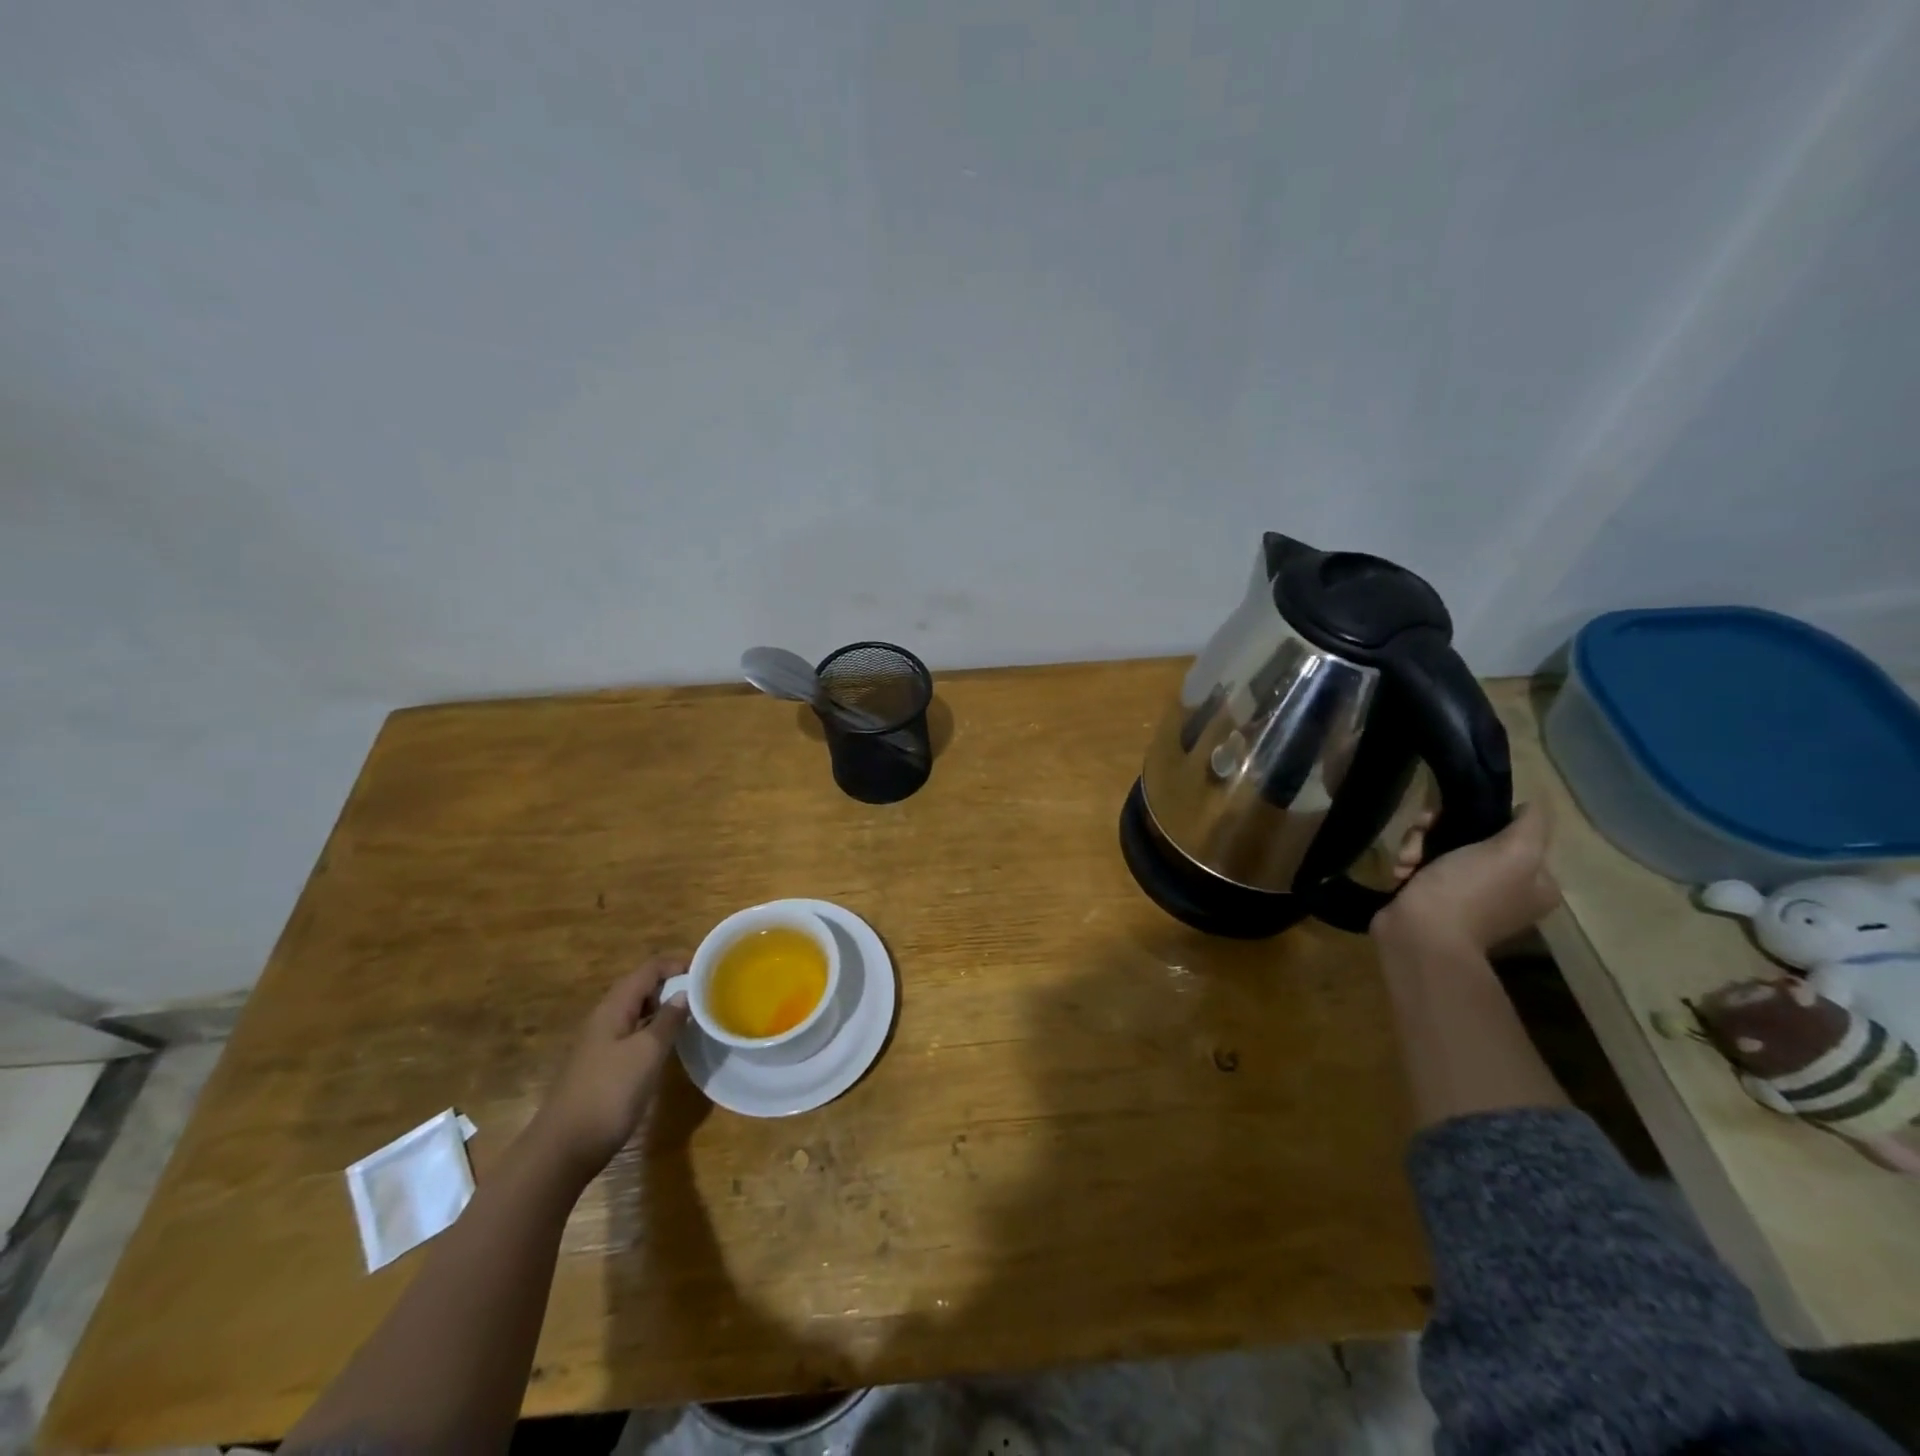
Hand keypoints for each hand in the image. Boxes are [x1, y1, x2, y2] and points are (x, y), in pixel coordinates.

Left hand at [529, 957, 689, 1180]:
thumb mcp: (646, 1053)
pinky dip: (653, 1029)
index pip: (648, 969)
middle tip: (704, 992)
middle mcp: (605, 1019)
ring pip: (636, 1012)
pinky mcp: (602, 1066)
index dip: (676, 963)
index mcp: (613, 1008)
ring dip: (663, 1007)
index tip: (706, 969)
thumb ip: (668, 1020)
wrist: (563, 1149)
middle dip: (671, 983)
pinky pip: (632, 1034)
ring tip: (692, 1014)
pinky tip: (668, 1045)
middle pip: (641, 987)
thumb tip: (684, 994)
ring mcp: (601, 1044)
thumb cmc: (608, 1093)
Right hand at [1373, 801, 1560, 953]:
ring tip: (1407, 859)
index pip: (1512, 833)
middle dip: (1440, 831)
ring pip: (1439, 848)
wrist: (1420, 934)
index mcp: (1535, 882)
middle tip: (1423, 833)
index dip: (1482, 817)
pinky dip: (1408, 864)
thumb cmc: (1469, 892)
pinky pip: (1420, 866)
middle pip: (1471, 837)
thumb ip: (1531, 825)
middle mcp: (1504, 889)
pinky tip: (1401, 871)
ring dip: (1418, 845)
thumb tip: (1529, 807)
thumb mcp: (1514, 852)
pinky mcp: (1431, 899)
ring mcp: (1465, 896)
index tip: (1455, 814)